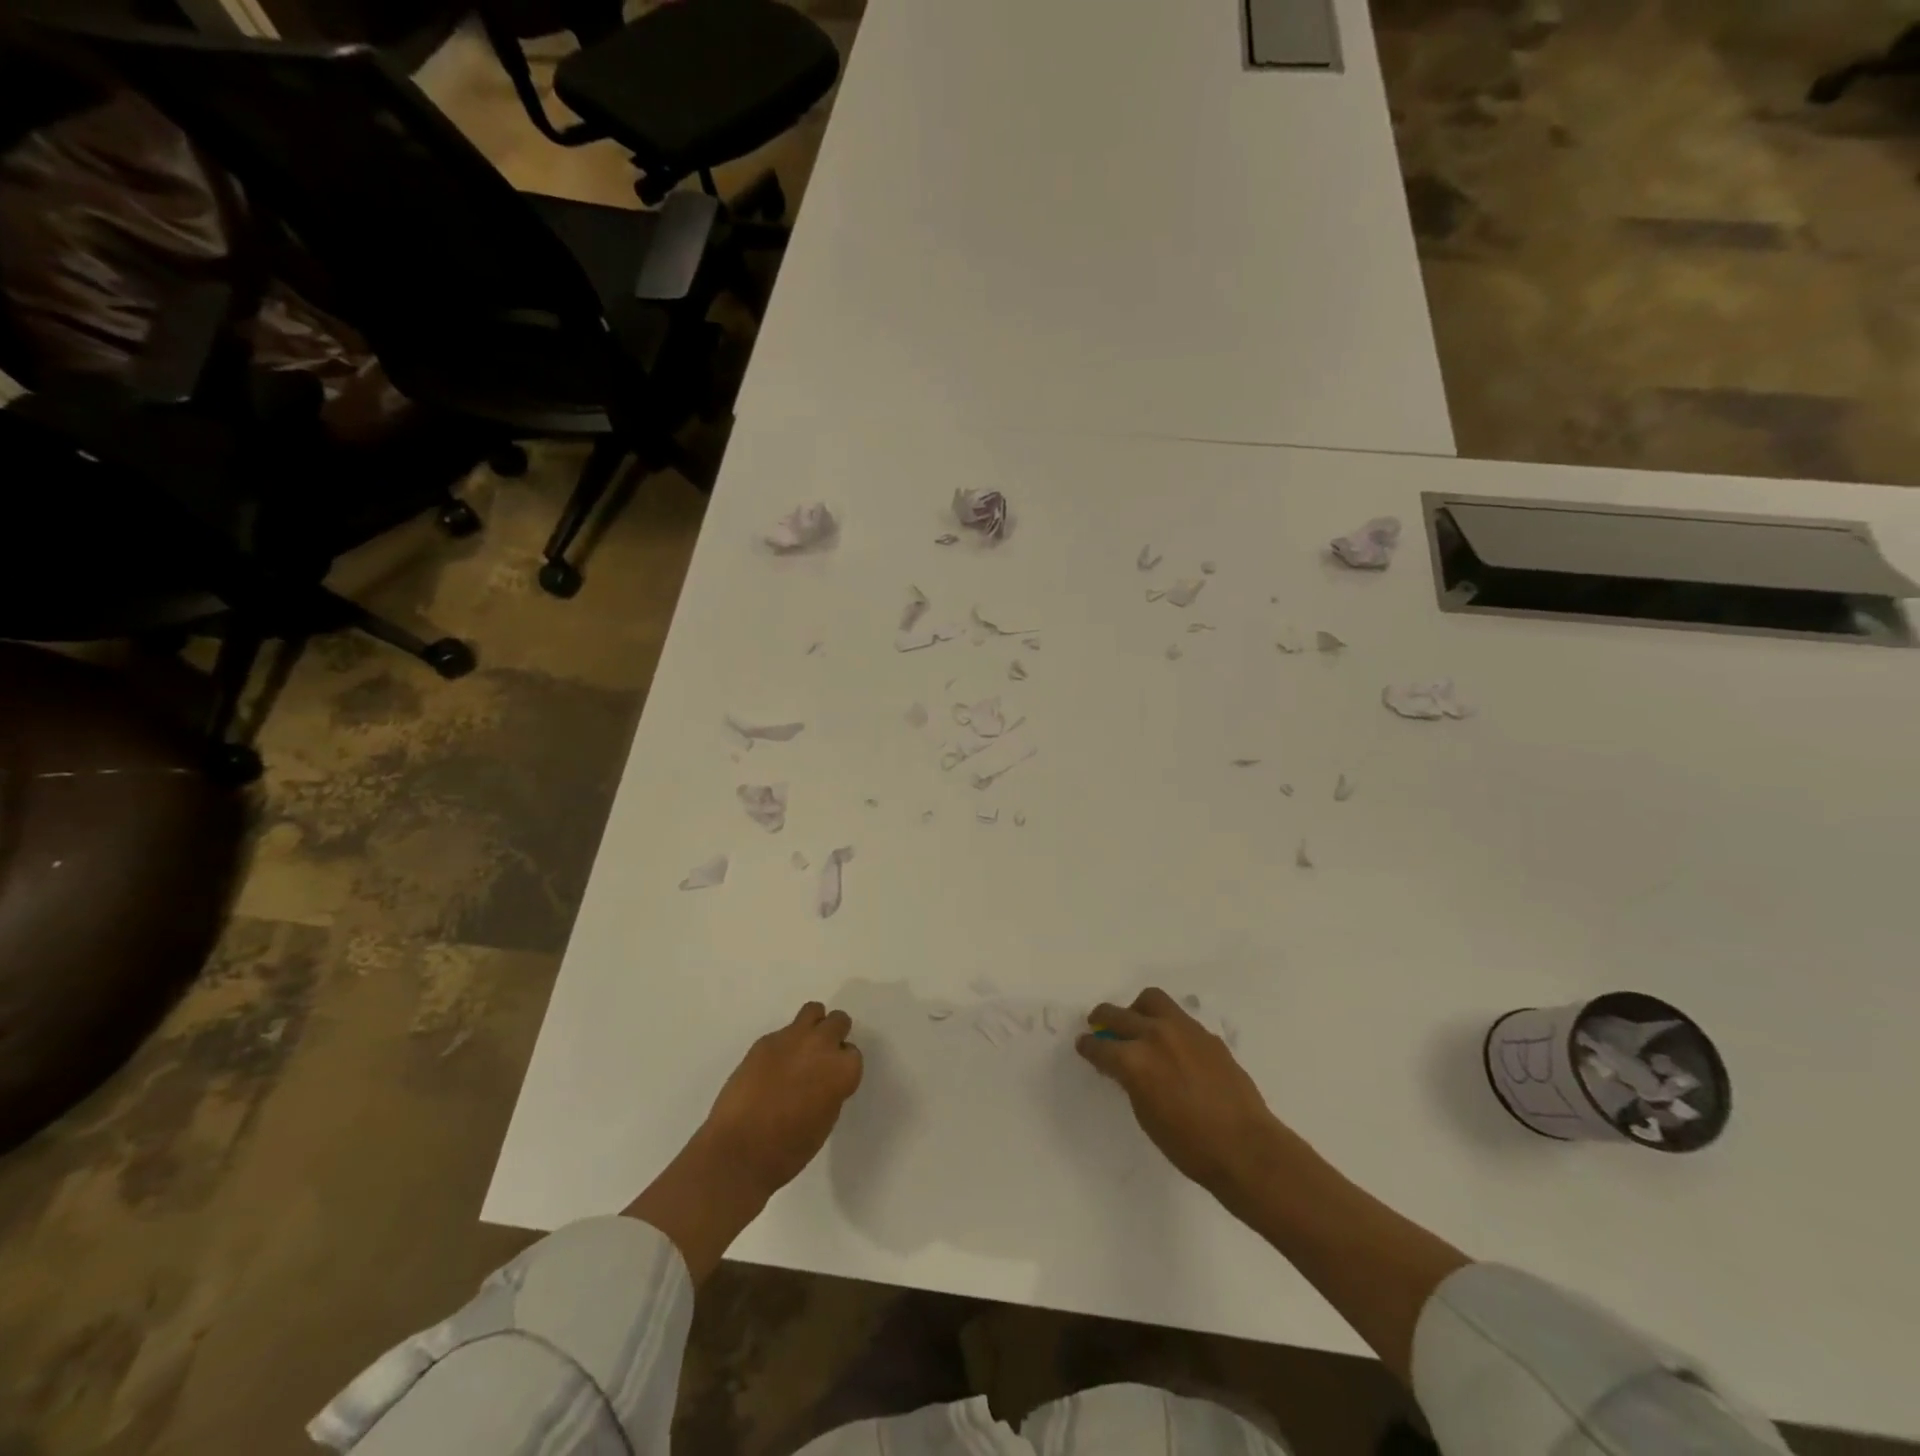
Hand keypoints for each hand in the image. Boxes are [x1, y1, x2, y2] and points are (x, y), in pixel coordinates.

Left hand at [700, 1000, 863, 1200]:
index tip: (832, 1080)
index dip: (842, 1066)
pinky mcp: (764, 1041)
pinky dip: (782, 1045)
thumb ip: (831, 1089)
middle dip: (833, 1036)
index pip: (853, 1053)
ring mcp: (791, 1038)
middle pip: (838, 1021)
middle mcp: (821, 1045)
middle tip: (820, 1059)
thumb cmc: (789, 1149)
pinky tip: (770, 1069)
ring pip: (812, 1011)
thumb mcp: (825, 1120)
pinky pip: (782, 1032)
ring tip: (799, 1051)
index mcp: (842, 1069)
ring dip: (812, 1026)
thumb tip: (823, 1079)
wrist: (739, 1151)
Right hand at [1077, 987, 1288, 1199]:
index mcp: (1135, 1060)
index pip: (1100, 1046)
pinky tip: (1170, 1044)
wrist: (1246, 1148)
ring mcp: (1184, 1030)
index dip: (1088, 1046)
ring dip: (1136, 1010)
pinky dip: (1165, 1024)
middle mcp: (1155, 1036)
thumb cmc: (1189, 1145)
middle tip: (1098, 1024)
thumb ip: (1132, 1081)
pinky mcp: (1206, 1034)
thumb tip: (1127, 1067)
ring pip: (1151, 1000)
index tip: (1084, 1044)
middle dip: (1103, 1018)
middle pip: (1119, 1015)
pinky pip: (1178, 1018)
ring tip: (1136, 1024)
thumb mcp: (1146, 1115)